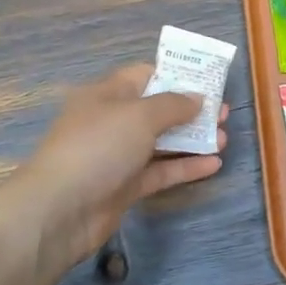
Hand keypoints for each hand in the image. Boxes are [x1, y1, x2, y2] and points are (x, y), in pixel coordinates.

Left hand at [9, 64, 225, 276]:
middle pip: (158, 110)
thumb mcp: (139, 115)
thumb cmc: (98, 147)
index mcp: (108, 93)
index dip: (176, 75)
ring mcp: (118, 155)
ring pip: (161, 142)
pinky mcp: (125, 186)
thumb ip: (173, 104)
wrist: (60, 209)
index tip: (208, 81)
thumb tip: (196, 98)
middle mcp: (113, 121)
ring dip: (193, 139)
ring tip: (225, 138)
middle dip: (191, 110)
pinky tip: (214, 164)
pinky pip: (160, 171)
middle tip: (223, 113)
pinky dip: (185, 166)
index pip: (146, 75)